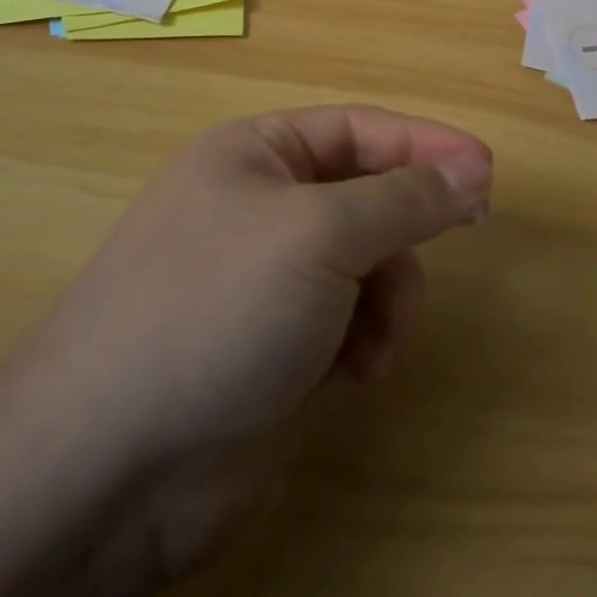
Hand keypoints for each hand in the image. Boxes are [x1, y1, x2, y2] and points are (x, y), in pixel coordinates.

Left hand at [0, 105, 492, 596]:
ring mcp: (272, 282)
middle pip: (370, 197)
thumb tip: (469, 170)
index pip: (360, 130)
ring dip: (391, 294)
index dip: (426, 143)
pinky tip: (355, 375)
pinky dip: (368, 343)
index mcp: (257, 155)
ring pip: (371, 265)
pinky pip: (354, 324)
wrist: (108, 467)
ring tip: (377, 337)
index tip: (488, 167)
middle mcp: (265, 208)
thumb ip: (404, 199)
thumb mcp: (319, 233)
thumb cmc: (216, 307)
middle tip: (467, 231)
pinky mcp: (280, 349)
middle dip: (409, 226)